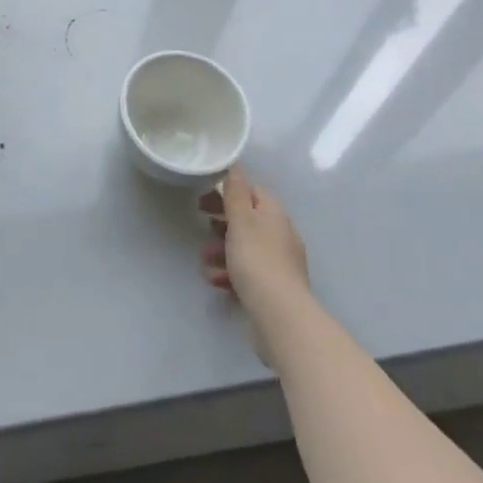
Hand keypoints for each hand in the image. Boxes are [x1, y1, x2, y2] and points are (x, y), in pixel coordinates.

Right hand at [199, 167, 309, 321]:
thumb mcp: (241, 220)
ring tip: (205, 261)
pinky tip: (217, 281)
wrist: (280, 316)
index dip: (227, 191)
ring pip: (244, 247)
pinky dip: (230, 273)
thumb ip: (235, 192)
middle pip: (246, 219)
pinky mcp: (273, 287)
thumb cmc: (257, 260)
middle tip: (201, 224)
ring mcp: (278, 262)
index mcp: (273, 213)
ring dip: (221, 251)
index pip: (251, 190)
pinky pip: (247, 272)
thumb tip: (235, 166)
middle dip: (220, 223)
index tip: (204, 198)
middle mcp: (279, 234)